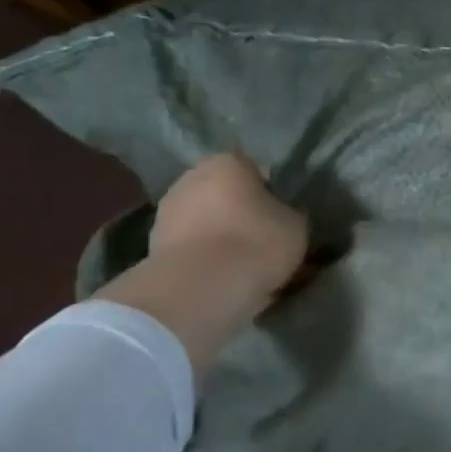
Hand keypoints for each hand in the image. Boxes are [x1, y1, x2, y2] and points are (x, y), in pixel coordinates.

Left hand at [150, 153, 308, 300]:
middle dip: (240, 213)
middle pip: (224, 194)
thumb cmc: (255, 243)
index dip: (270, 193)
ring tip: (243, 266)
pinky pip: (191, 248)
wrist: (200, 288)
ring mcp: (166, 213)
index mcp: (227, 163)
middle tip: (263, 239)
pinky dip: (204, 259)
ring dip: (220, 237)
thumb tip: (284, 217)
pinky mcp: (153, 247)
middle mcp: (190, 178)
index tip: (281, 216)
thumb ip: (289, 214)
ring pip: (205, 222)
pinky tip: (223, 280)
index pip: (254, 170)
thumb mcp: (296, 226)